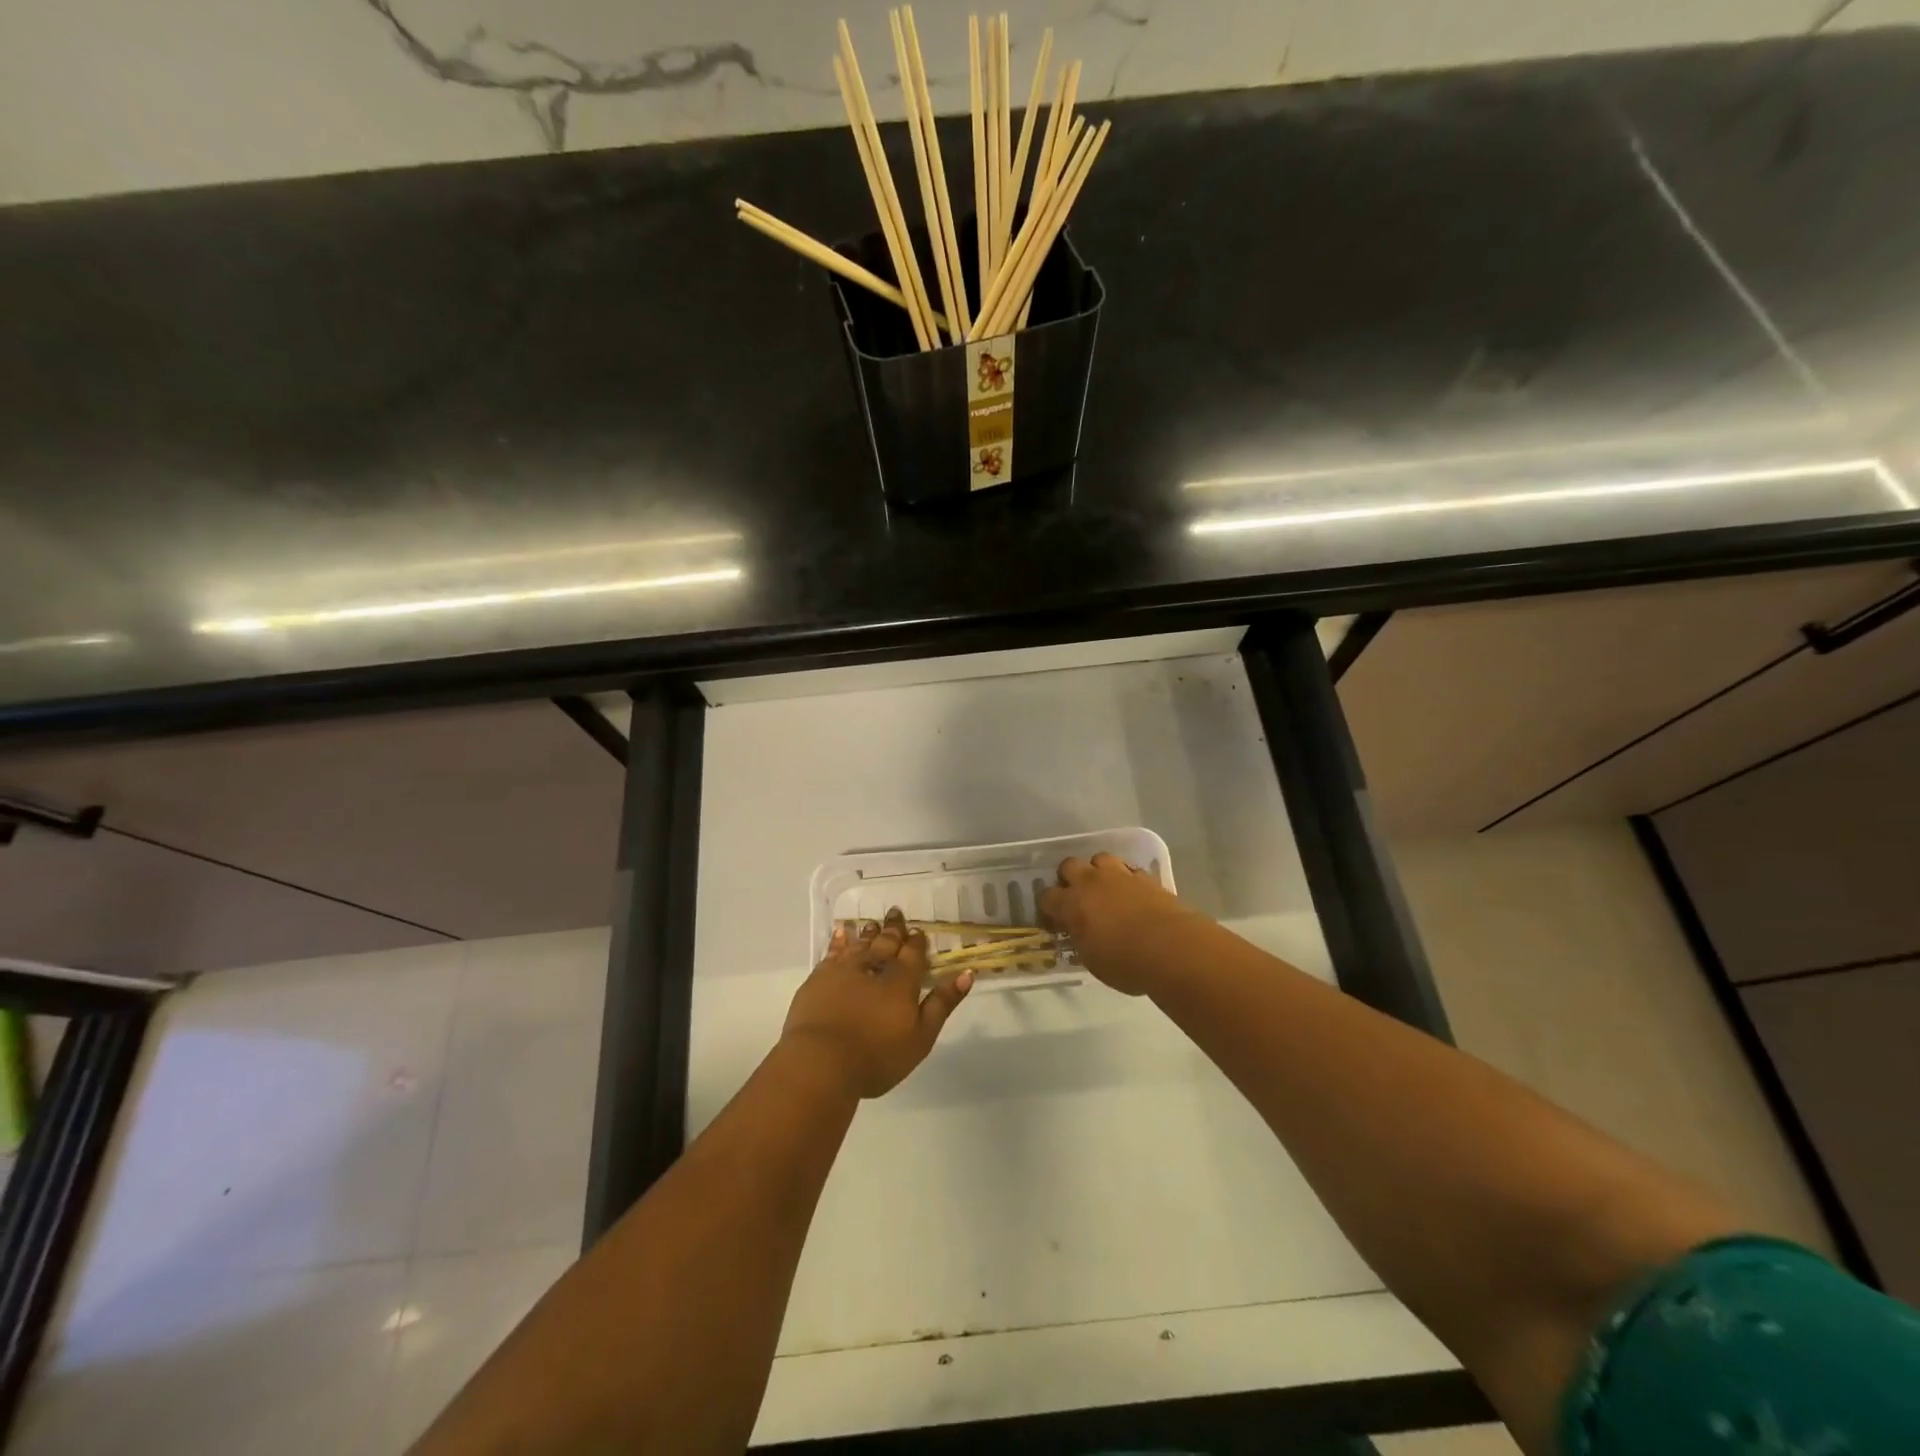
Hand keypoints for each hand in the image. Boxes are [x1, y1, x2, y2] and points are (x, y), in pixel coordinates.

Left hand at [781, 908, 972, 1097]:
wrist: (820, 1062)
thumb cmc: (876, 1056)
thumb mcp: (921, 1037)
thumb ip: (942, 1003)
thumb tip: (966, 973)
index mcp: (901, 981)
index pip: (912, 954)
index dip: (917, 942)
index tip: (918, 931)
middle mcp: (873, 967)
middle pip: (886, 943)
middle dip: (893, 929)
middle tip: (896, 913)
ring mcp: (843, 971)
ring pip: (860, 944)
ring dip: (868, 934)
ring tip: (872, 923)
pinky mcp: (818, 979)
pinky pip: (832, 952)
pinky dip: (839, 941)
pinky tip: (841, 933)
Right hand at [1040, 853, 1208, 995]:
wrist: (1172, 948)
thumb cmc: (1125, 963)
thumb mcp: (1092, 960)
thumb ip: (1081, 940)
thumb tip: (1079, 934)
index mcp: (1071, 904)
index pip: (1047, 896)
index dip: (1048, 907)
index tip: (1055, 920)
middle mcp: (1091, 882)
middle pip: (1069, 865)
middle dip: (1070, 878)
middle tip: (1078, 897)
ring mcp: (1119, 875)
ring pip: (1100, 859)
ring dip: (1099, 872)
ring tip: (1106, 890)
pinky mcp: (1146, 877)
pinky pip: (1129, 870)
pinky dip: (1127, 879)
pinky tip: (1133, 894)